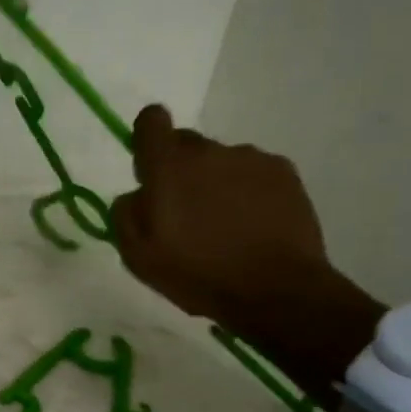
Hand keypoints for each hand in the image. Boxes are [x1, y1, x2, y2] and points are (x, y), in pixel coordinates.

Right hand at [111, 104, 333, 338]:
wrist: (277, 291)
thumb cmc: (198, 274)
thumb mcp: (138, 256)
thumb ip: (126, 214)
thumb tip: (137, 194)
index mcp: (168, 166)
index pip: (151, 120)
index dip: (147, 137)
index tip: (150, 167)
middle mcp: (208, 151)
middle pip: (186, 144)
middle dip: (181, 169)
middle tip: (187, 212)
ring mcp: (251, 158)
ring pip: (222, 161)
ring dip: (217, 182)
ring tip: (227, 225)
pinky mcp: (284, 173)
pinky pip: (255, 172)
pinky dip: (250, 191)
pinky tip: (255, 225)